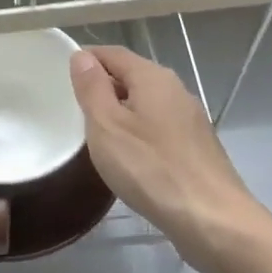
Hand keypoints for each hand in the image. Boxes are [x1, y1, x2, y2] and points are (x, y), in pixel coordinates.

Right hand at [69, 46, 271, 272]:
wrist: (211, 219)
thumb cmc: (150, 168)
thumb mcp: (107, 126)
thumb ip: (92, 88)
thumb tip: (82, 57)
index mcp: (153, 77)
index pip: (113, 53)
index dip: (87, 59)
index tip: (60, 74)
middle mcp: (176, 90)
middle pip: (132, 76)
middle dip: (103, 86)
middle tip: (73, 108)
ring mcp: (190, 119)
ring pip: (147, 104)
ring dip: (121, 111)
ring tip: (96, 134)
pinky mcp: (197, 147)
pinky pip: (159, 127)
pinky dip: (139, 132)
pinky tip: (128, 157)